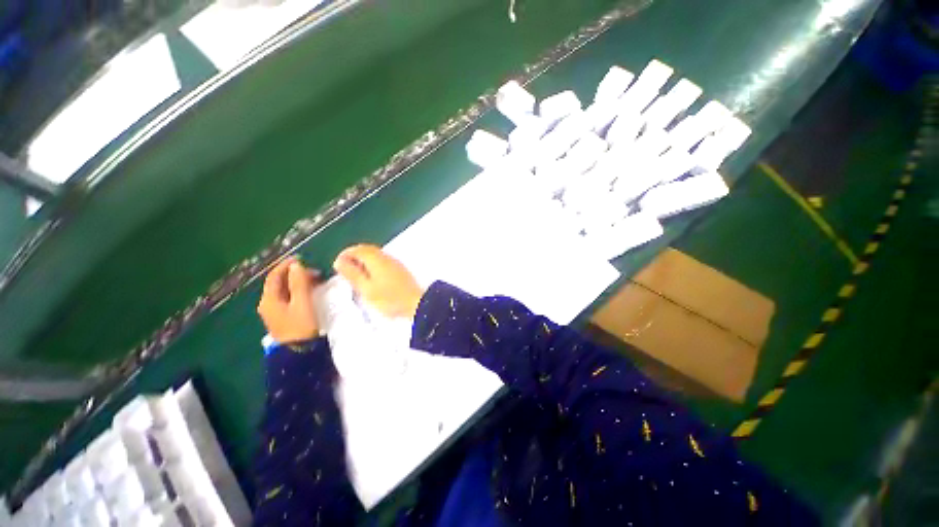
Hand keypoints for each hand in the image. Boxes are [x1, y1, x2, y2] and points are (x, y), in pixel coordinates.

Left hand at [257, 258, 320, 342]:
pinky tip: (310, 292)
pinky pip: (289, 298)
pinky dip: (298, 291)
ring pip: (285, 290)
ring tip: (316, 281)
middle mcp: (268, 304)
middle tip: (315, 272)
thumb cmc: (301, 325)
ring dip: (298, 282)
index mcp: (269, 299)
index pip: (274, 276)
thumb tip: (296, 265)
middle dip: (295, 274)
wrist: (299, 352)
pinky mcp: (283, 317)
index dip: (286, 265)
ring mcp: (275, 311)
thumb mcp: (302, 302)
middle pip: (279, 283)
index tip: (301, 258)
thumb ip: (299, 283)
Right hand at [333, 244, 424, 317]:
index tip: (338, 265)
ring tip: (356, 275)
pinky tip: (372, 278)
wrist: (416, 303)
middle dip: (354, 256)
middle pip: (367, 250)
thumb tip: (340, 262)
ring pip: (376, 255)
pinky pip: (383, 261)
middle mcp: (386, 257)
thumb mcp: (366, 288)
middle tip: (345, 269)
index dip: (345, 255)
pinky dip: (373, 265)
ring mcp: (395, 263)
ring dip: (364, 261)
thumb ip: (352, 274)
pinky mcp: (400, 269)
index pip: (357, 249)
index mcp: (376, 259)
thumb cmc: (391, 299)